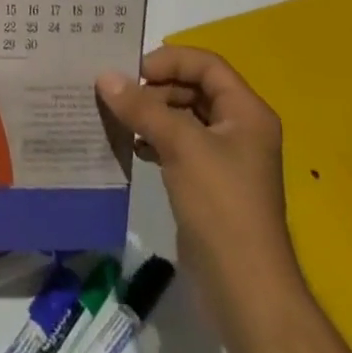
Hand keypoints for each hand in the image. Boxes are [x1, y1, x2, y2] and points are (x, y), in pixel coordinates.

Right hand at [97, 47, 290, 269]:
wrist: (246, 291)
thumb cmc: (221, 205)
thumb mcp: (181, 145)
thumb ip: (142, 107)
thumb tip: (104, 76)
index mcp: (247, 112)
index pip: (206, 64)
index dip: (170, 61)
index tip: (134, 72)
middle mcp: (240, 129)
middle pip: (194, 88)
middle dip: (157, 88)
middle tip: (122, 96)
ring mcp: (226, 159)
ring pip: (185, 117)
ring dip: (153, 114)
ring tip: (121, 119)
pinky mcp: (210, 184)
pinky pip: (180, 146)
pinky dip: (156, 140)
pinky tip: (133, 147)